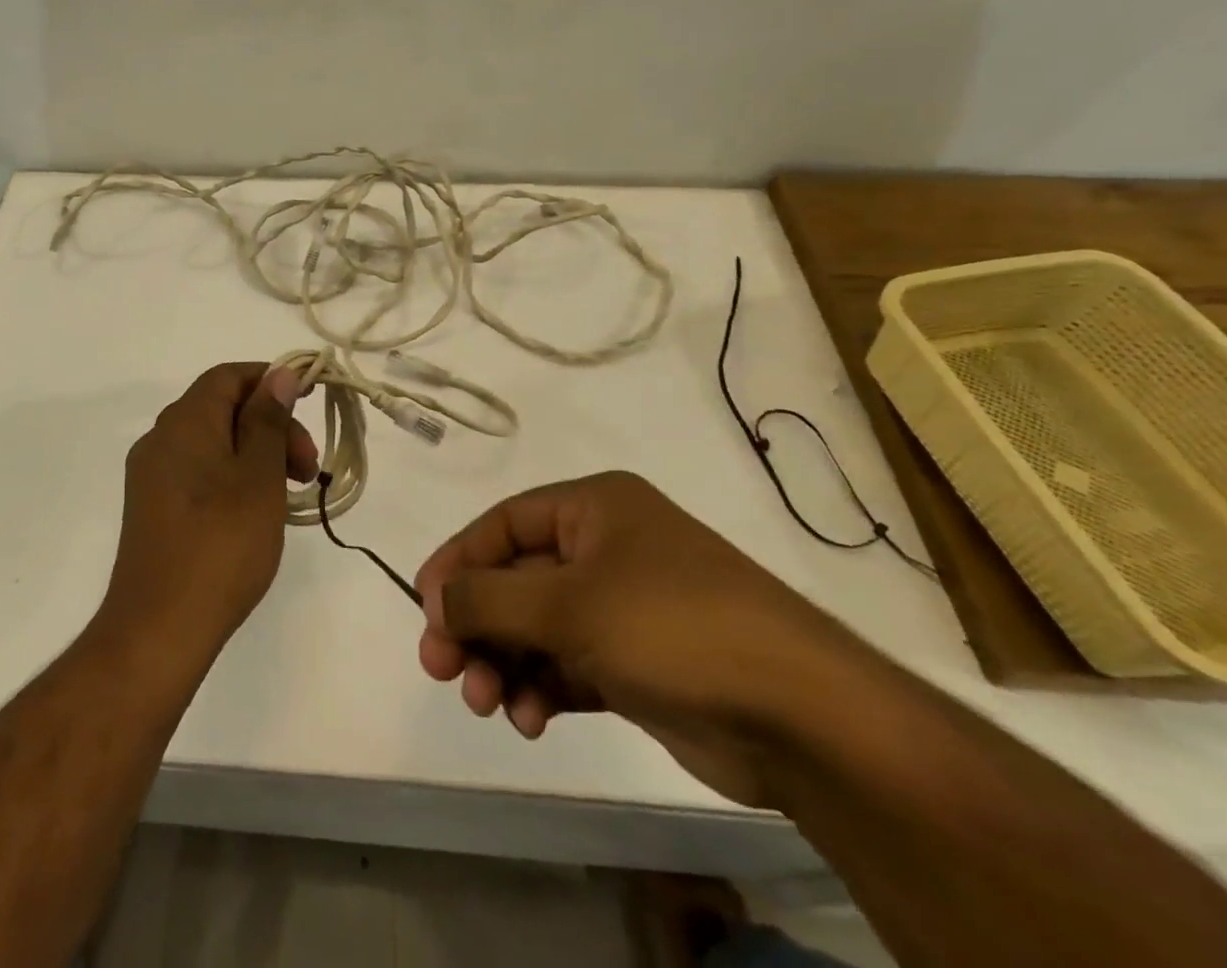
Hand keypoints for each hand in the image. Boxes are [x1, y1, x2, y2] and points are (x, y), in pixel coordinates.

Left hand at [100, 362, 317, 658]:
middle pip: (223, 408)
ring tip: (290, 493)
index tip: (309, 403)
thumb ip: (268, 420)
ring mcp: (152, 475)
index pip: (229, 376)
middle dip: (271, 426)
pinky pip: (198, 471)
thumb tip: (279, 374)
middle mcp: (161, 438)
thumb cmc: (220, 545)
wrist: (158, 630)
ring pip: (213, 442)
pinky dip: (233, 476)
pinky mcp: (152, 507)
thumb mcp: (259, 477)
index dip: (271, 380)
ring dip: (256, 454)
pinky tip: (256, 511)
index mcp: (184, 421)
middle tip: (308, 469)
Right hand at [415, 471, 885, 806]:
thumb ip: (489, 599)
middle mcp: (605, 547)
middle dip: (477, 623)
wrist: (802, 718)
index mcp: (594, 508)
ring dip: (505, 662)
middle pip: (516, 579)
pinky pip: (568, 664)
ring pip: (538, 627)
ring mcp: (623, 606)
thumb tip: (434, 596)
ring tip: (488, 704)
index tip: (423, 607)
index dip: (458, 562)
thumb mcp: (568, 605)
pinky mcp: (637, 661)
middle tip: (442, 668)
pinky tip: (530, 719)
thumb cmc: (673, 627)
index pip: (503, 524)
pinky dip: (542, 688)